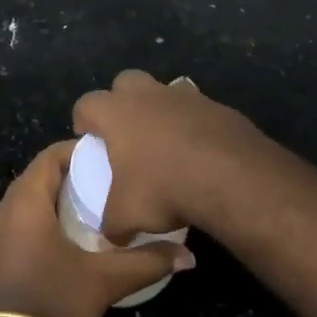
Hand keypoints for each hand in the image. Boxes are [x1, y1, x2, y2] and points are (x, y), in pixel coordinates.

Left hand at [0, 141, 193, 316]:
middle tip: (103, 185)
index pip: (50, 156)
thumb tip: (187, 256)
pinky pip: (16, 227)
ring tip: (88, 213)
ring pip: (25, 204)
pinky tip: (62, 244)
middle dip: (69, 177)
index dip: (77, 151)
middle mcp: (4, 210)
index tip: (105, 158)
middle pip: (37, 178)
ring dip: (53, 203)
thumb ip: (146, 263)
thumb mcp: (105, 281)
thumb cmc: (52, 301)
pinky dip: (38, 224)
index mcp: (26, 201)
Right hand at [72, 70, 278, 239]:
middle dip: (121, 101)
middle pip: (125, 82)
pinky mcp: (217, 106)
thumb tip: (111, 234)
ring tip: (166, 144)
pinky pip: (197, 109)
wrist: (232, 177)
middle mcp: (147, 94)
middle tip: (126, 133)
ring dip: (161, 110)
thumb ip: (112, 224)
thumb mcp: (127, 216)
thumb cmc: (165, 188)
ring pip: (164, 91)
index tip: (88, 140)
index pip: (86, 104)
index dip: (83, 120)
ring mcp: (185, 96)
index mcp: (116, 112)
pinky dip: (194, 125)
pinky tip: (200, 152)